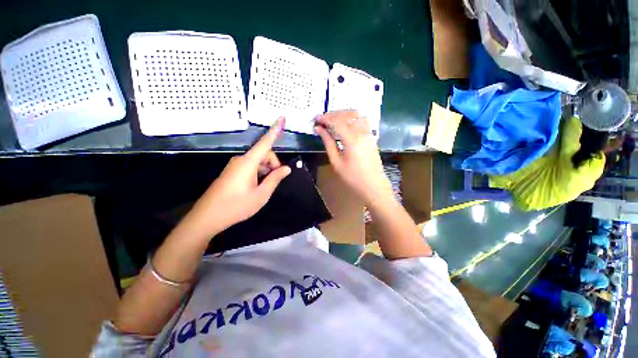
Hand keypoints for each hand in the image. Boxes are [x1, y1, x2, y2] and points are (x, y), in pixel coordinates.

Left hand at [186, 117, 290, 237]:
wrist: (207, 217)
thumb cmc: (236, 206)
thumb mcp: (261, 194)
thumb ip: (275, 179)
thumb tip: (287, 168)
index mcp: (248, 163)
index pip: (265, 143)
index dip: (275, 130)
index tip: (281, 117)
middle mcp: (241, 160)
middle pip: (264, 153)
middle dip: (273, 164)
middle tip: (276, 180)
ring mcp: (235, 165)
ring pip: (258, 161)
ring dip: (266, 169)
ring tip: (265, 186)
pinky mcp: (232, 172)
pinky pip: (250, 166)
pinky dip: (259, 172)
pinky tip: (258, 186)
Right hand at [315, 110, 391, 205]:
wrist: (373, 186)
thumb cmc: (352, 178)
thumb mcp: (336, 162)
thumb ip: (328, 143)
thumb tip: (319, 129)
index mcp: (352, 140)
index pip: (337, 121)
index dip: (325, 118)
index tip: (315, 118)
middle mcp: (362, 132)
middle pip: (347, 114)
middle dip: (333, 114)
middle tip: (322, 119)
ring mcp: (369, 133)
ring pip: (356, 115)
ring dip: (343, 114)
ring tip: (332, 120)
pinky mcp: (372, 136)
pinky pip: (362, 120)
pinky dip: (352, 118)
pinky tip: (345, 124)